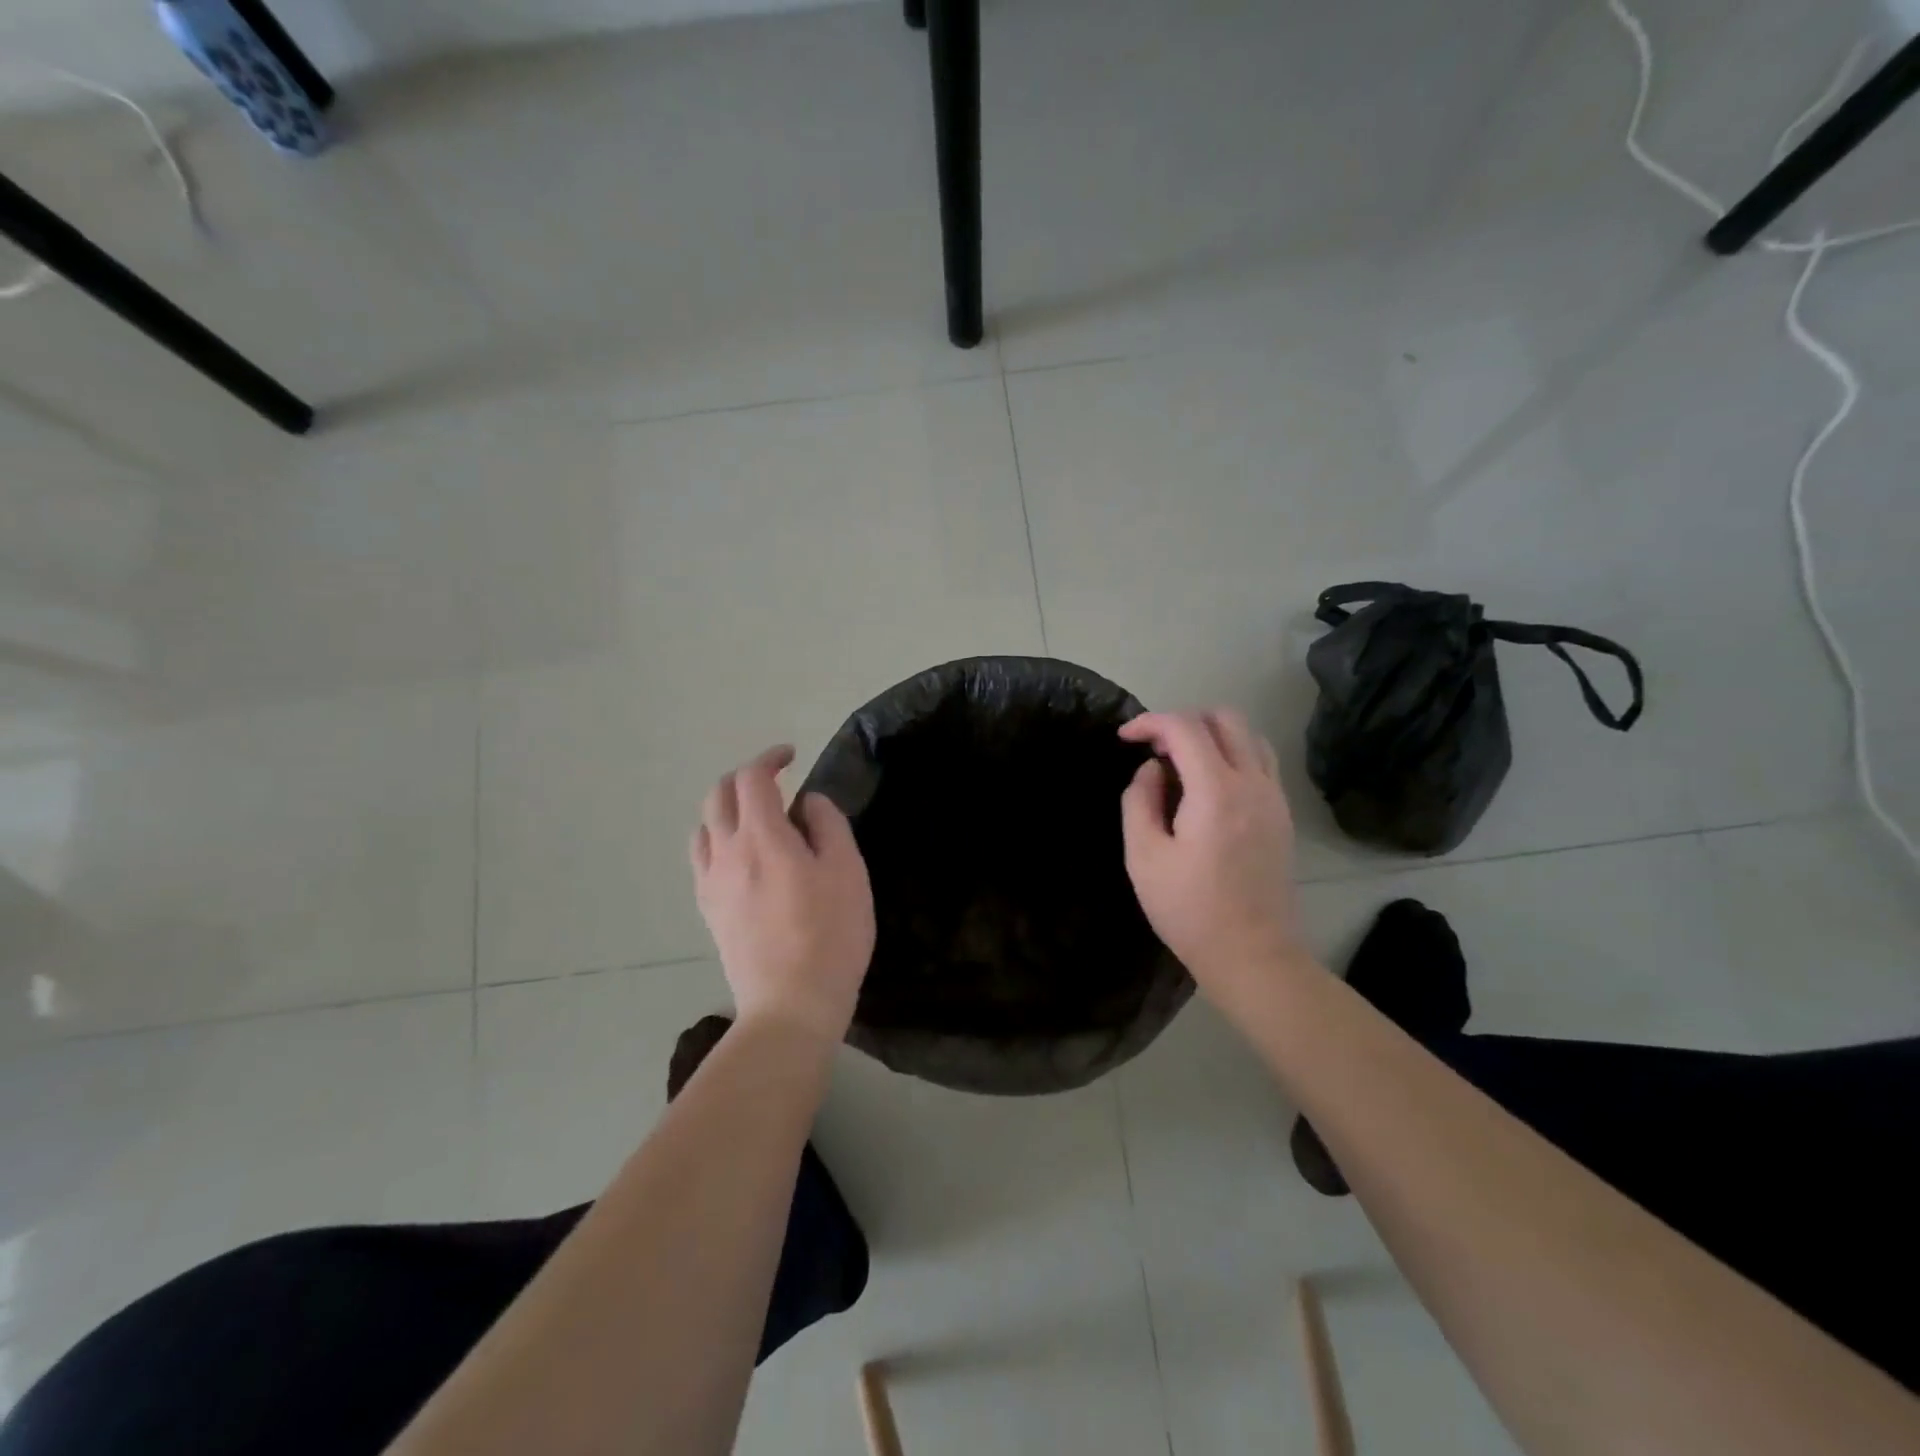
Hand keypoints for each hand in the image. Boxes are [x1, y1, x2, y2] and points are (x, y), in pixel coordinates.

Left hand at [690, 746, 874, 1042]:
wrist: (790, 1004)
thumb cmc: (830, 934)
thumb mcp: (847, 871)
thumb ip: (827, 825)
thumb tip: (807, 802)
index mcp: (762, 837)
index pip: (752, 778)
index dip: (770, 758)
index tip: (792, 756)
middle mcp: (726, 852)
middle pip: (718, 794)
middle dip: (745, 778)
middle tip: (776, 782)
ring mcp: (711, 882)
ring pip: (704, 825)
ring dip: (727, 808)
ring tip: (756, 818)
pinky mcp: (708, 909)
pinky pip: (702, 857)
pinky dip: (718, 839)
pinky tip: (742, 856)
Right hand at [1118, 710, 1312, 1013]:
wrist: (1253, 955)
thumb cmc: (1190, 910)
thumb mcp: (1144, 857)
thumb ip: (1139, 801)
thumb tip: (1150, 769)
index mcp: (1217, 792)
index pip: (1185, 728)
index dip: (1150, 723)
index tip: (1125, 738)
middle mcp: (1253, 783)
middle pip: (1225, 718)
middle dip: (1183, 720)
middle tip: (1155, 749)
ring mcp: (1274, 797)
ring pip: (1248, 735)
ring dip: (1212, 735)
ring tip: (1182, 763)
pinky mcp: (1282, 814)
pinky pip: (1261, 761)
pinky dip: (1232, 754)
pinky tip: (1209, 785)